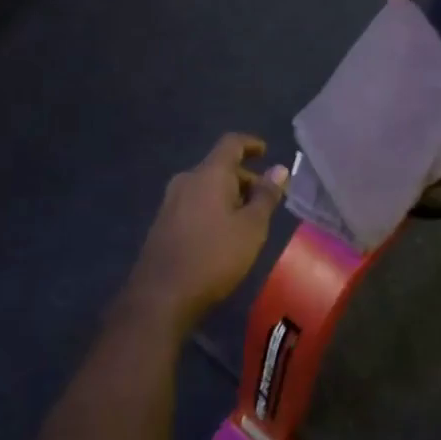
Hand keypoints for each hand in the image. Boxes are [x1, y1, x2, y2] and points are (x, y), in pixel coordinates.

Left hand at [129, 134, 287, 331]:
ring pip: (206, 186)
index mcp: (208, 174)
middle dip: (244, 177)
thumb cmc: (214, 256)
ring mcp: (170, 201)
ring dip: (228, 195)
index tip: (265, 152)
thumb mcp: (251, 228)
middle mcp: (186, 180)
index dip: (250, 144)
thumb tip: (279, 170)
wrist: (161, 296)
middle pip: (218, 166)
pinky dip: (213, 208)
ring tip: (247, 219)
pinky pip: (194, 203)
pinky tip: (223, 233)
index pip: (231, 143)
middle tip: (265, 199)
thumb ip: (266, 196)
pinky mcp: (163, 223)